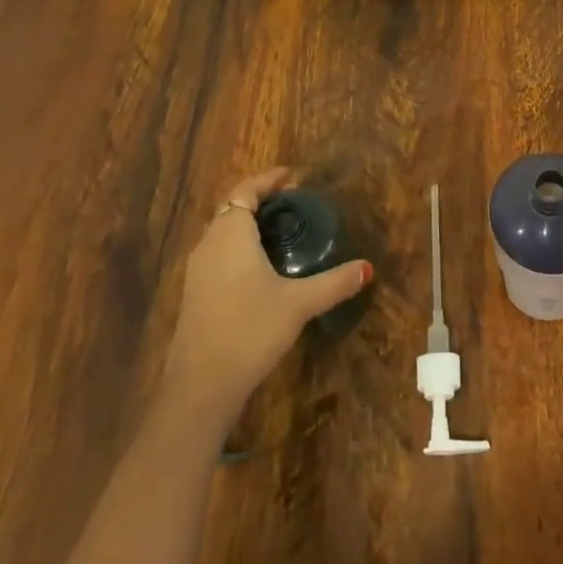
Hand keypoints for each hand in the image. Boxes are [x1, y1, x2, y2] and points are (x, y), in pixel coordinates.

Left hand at [160, 169, 372, 424]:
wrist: (200, 387)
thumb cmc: (250, 330)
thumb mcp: (298, 303)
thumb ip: (334, 283)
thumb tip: (367, 267)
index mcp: (230, 234)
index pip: (245, 191)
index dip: (266, 180)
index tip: (291, 176)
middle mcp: (209, 245)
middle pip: (232, 209)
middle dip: (260, 201)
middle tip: (292, 203)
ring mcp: (197, 272)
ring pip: (223, 233)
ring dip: (248, 225)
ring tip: (280, 232)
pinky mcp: (195, 296)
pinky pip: (218, 255)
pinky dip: (239, 248)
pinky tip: (260, 269)